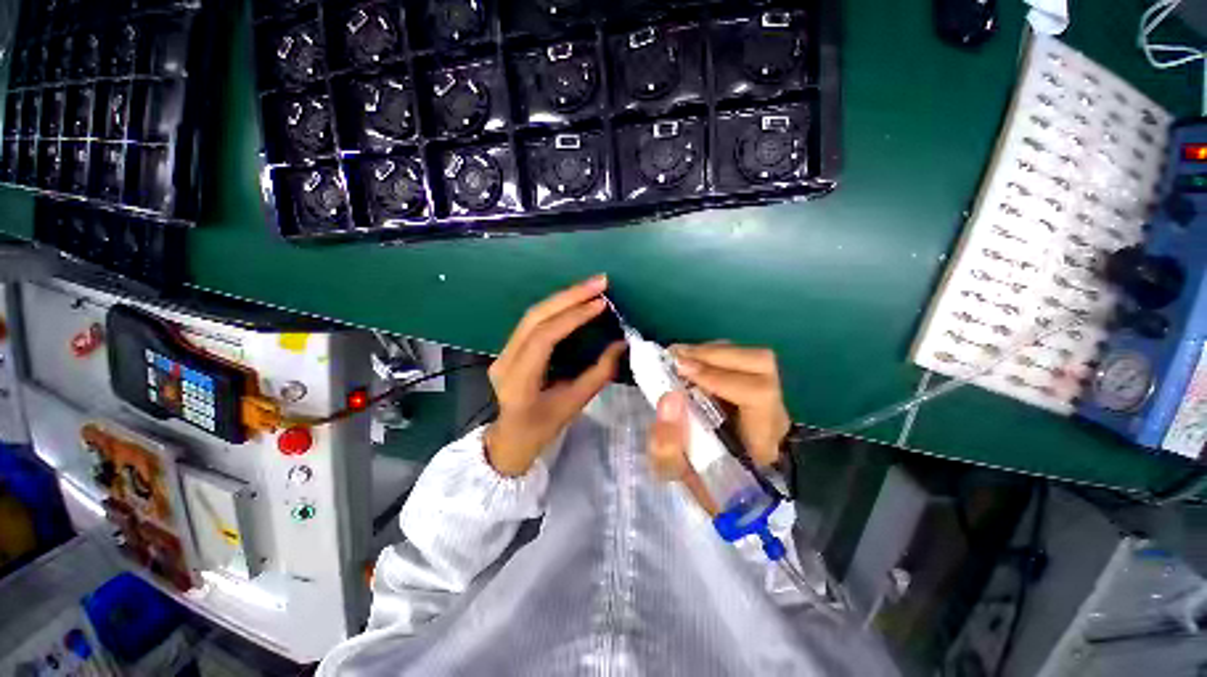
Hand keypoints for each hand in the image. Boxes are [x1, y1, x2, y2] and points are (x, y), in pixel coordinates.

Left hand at [484, 276, 625, 476]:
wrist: (510, 438)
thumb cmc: (543, 428)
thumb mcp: (575, 404)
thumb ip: (599, 373)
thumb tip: (621, 344)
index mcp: (519, 382)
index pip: (543, 339)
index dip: (572, 317)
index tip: (600, 304)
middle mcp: (505, 361)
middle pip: (534, 317)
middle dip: (569, 296)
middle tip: (599, 282)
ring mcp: (502, 352)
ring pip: (532, 314)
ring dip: (563, 297)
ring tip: (592, 286)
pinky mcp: (509, 347)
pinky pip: (533, 321)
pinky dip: (557, 307)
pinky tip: (576, 299)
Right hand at [647, 344, 790, 512]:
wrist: (726, 490)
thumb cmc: (702, 484)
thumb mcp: (678, 476)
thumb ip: (668, 445)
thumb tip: (669, 397)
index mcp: (762, 441)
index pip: (758, 394)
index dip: (720, 377)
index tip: (682, 371)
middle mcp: (772, 412)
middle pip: (761, 364)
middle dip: (714, 355)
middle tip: (675, 358)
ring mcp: (768, 396)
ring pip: (752, 357)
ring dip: (711, 351)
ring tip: (678, 357)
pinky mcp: (756, 387)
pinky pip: (739, 359)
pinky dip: (711, 353)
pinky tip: (689, 361)